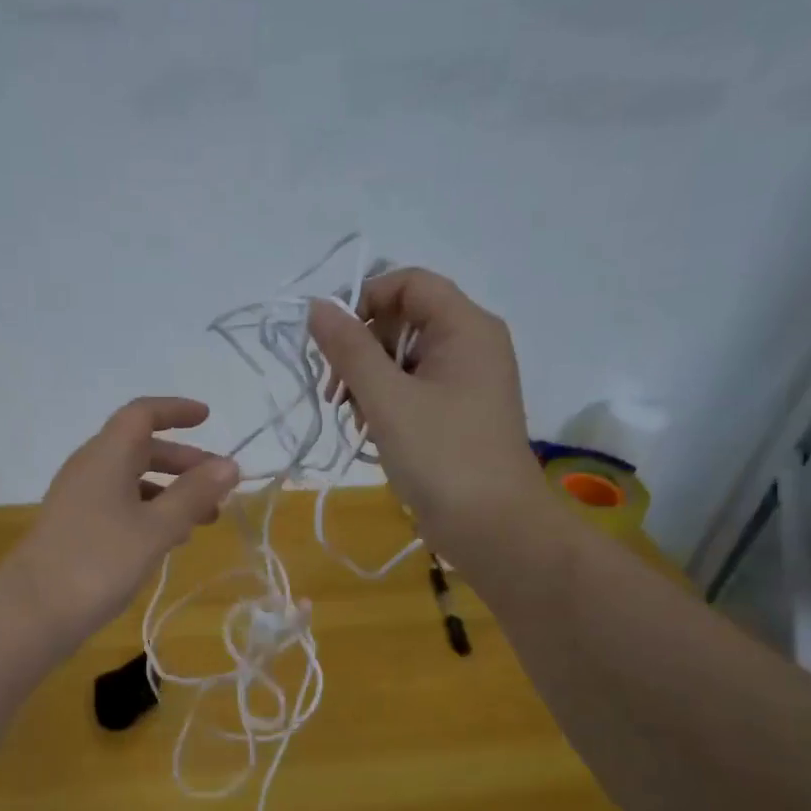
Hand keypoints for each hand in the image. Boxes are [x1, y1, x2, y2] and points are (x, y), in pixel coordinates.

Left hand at [5, 397, 239, 650]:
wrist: (31, 612)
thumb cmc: (99, 562)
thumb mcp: (156, 528)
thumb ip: (194, 495)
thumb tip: (229, 464)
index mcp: (107, 455)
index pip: (142, 414)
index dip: (176, 411)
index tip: (208, 417)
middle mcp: (90, 468)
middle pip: (140, 448)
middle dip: (183, 461)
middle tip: (219, 484)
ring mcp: (79, 499)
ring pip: (131, 480)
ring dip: (170, 491)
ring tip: (204, 518)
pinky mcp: (74, 527)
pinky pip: (119, 504)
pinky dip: (149, 511)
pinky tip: (169, 539)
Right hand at [308, 269, 544, 564]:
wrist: (493, 527)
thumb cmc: (441, 455)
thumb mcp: (386, 399)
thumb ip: (349, 349)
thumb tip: (317, 306)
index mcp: (466, 327)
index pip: (409, 283)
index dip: (364, 300)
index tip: (331, 341)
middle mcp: (472, 344)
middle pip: (404, 320)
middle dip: (361, 349)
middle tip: (334, 390)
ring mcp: (467, 381)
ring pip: (404, 358)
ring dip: (368, 381)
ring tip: (353, 419)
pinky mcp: (458, 413)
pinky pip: (414, 388)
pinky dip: (386, 403)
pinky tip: (371, 432)